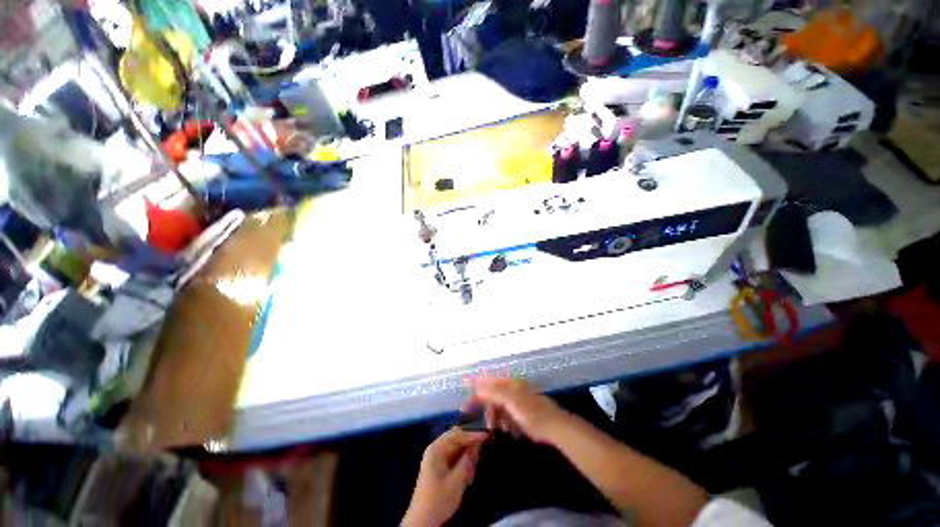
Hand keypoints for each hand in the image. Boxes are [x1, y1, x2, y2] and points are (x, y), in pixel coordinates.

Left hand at [402, 427, 487, 526]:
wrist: (423, 521)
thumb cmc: (439, 499)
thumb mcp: (456, 480)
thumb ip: (467, 460)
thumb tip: (476, 444)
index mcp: (436, 448)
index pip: (458, 435)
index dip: (472, 435)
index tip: (487, 435)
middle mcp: (436, 449)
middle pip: (457, 440)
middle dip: (469, 448)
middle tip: (477, 459)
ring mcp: (437, 458)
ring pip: (458, 450)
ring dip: (466, 459)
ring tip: (470, 475)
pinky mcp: (440, 467)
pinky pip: (455, 459)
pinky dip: (462, 465)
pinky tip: (466, 479)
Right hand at [469, 377, 569, 443]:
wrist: (554, 427)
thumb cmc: (531, 412)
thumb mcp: (510, 400)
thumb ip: (493, 392)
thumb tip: (477, 386)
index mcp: (510, 384)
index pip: (489, 383)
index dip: (476, 390)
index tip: (466, 402)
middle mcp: (513, 390)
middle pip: (494, 397)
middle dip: (489, 410)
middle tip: (485, 424)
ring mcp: (519, 402)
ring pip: (501, 409)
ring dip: (498, 419)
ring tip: (498, 430)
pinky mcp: (524, 414)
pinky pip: (509, 417)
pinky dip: (507, 424)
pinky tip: (510, 431)